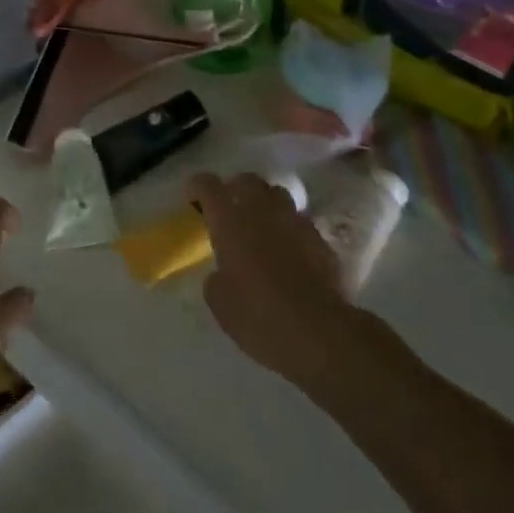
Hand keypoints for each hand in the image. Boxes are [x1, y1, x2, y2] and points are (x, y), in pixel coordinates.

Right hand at [189, 172, 353, 390]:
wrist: (319, 332)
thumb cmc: (258, 315)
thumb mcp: (219, 302)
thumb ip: (216, 277)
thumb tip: (223, 273)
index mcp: (230, 219)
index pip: (208, 185)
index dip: (197, 187)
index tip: (193, 200)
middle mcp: (262, 209)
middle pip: (246, 180)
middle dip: (234, 190)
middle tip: (229, 212)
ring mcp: (295, 220)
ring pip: (277, 195)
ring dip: (265, 205)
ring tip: (262, 229)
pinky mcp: (320, 238)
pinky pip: (299, 223)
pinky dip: (289, 231)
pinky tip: (289, 255)